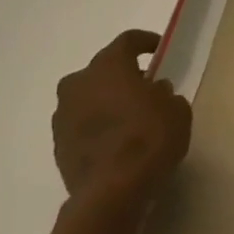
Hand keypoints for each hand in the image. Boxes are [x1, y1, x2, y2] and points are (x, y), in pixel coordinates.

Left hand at [52, 30, 191, 214]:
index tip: (159, 49)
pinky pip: (81, 124)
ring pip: (87, 98)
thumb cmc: (150, 138)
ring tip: (130, 117)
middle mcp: (78, 84)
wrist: (112, 192)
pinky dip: (96, 126)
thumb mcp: (176, 109)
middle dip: (122, 75)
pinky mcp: (57, 144)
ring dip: (106, 102)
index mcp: (108, 67)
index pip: (127, 41)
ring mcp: (62, 115)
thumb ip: (164, 94)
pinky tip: (116, 141)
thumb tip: (153, 92)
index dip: (145, 42)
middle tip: (144, 87)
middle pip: (102, 70)